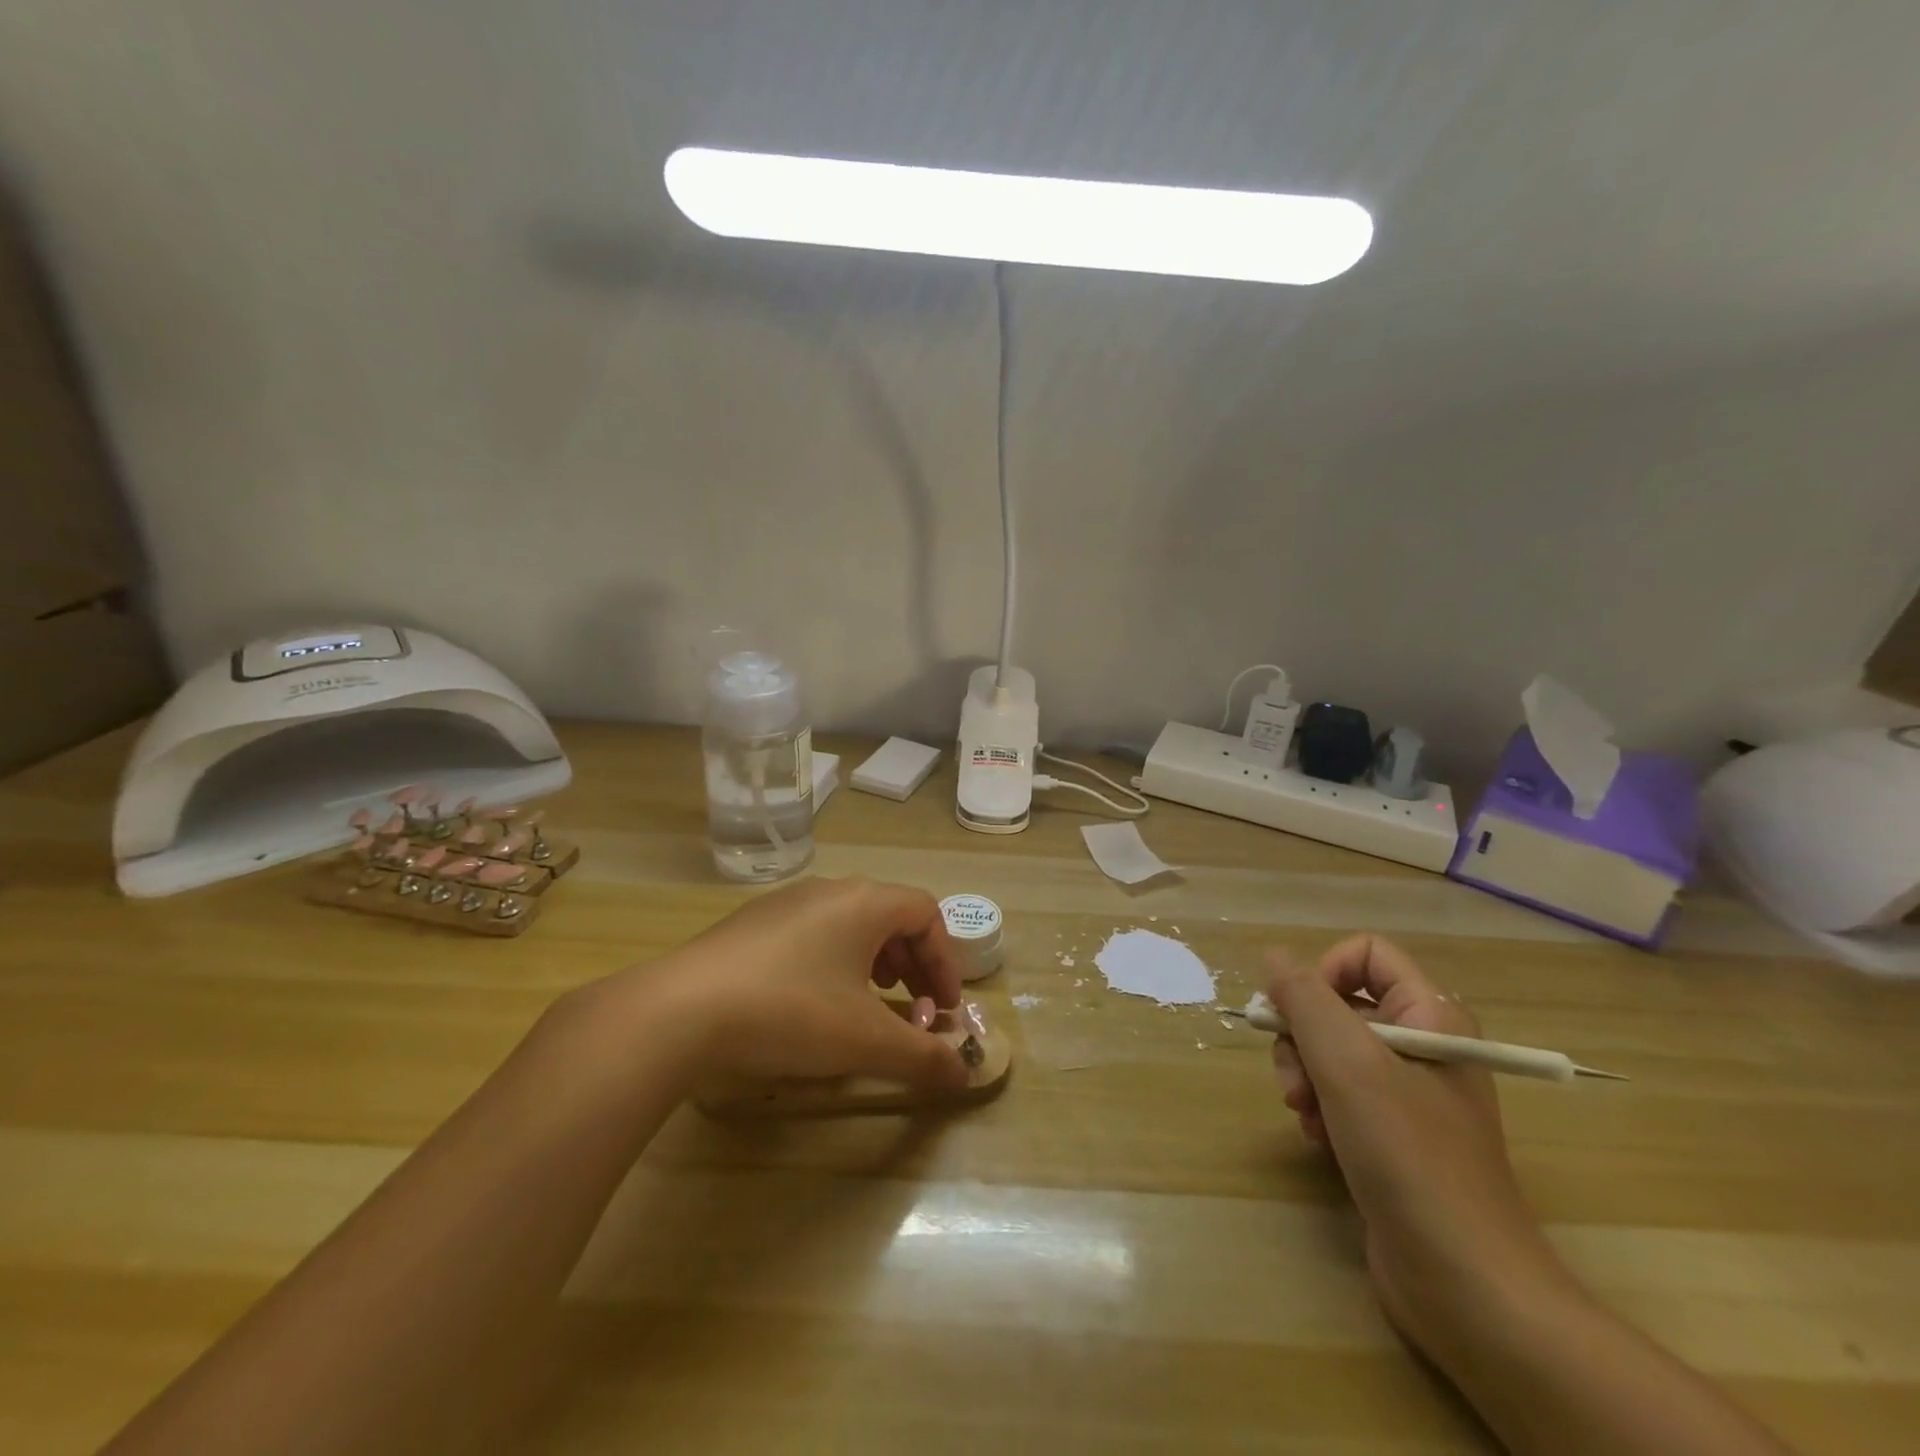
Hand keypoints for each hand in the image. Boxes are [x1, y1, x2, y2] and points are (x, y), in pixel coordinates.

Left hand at [621, 877, 973, 1093]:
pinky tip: (813, 1004)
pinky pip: (812, 933)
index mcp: (865, 902)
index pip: (926, 914)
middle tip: (914, 1010)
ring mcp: (785, 903)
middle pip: (890, 915)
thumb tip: (966, 1073)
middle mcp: (829, 890)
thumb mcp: (866, 1041)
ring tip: (868, 1003)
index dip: (945, 961)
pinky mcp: (751, 924)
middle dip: (912, 965)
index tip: (946, 1008)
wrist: (680, 1010)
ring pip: (849, 923)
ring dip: (873, 962)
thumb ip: (922, 1056)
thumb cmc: (791, 1012)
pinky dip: (834, 962)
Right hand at [1268, 936, 1579, 1360]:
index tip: (1299, 1013)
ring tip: (1304, 1114)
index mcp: (1431, 1016)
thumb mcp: (1346, 1063)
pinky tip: (1320, 1140)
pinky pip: (1340, 1094)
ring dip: (1305, 1076)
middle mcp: (1423, 1045)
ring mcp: (1410, 1094)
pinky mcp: (1394, 1135)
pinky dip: (1321, 1110)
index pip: (1366, 954)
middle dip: (1304, 1036)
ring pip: (1332, 1051)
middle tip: (1295, 1079)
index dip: (1324, 972)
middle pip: (1339, 1004)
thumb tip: (1273, 955)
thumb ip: (1304, 998)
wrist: (1467, 1284)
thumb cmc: (1409, 1156)